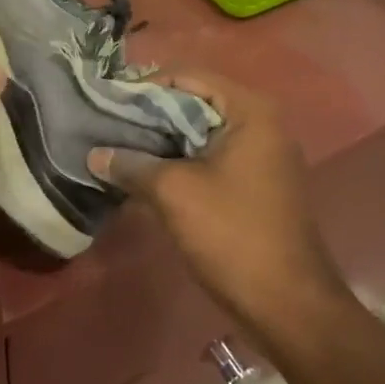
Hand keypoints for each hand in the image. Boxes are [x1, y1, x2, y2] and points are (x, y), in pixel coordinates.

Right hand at [89, 72, 348, 336]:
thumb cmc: (233, 235)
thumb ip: (131, 164)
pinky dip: (179, 161)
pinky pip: (209, 157)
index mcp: (249, 111)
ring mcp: (261, 154)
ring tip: (118, 149)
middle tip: (107, 126)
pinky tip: (144, 175)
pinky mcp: (255, 183)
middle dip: (149, 115)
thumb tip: (94, 155)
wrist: (290, 307)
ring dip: (161, 141)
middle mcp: (260, 123)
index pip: (187, 76)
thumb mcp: (174, 193)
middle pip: (193, 102)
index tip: (108, 104)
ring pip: (199, 132)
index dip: (144, 87)